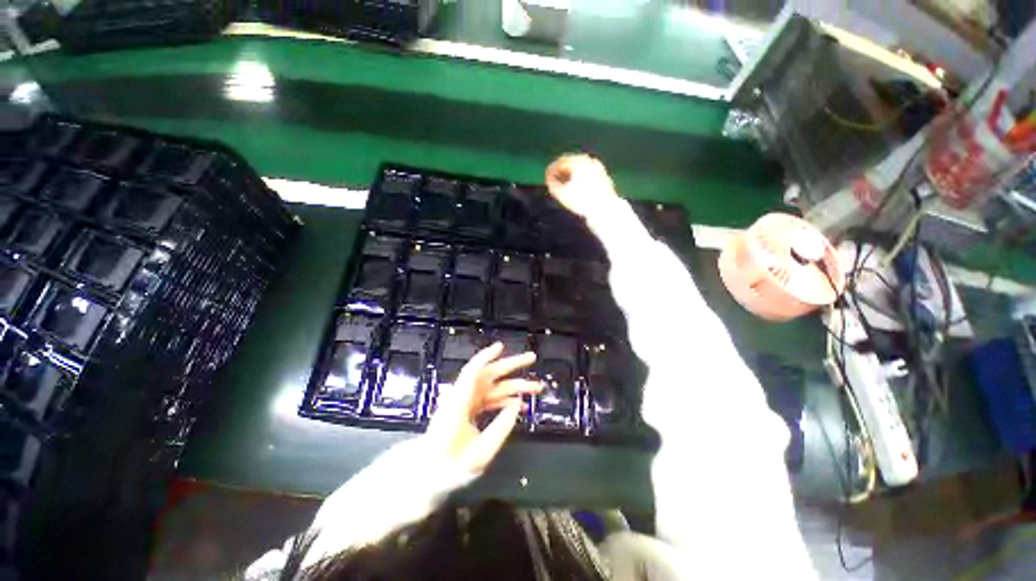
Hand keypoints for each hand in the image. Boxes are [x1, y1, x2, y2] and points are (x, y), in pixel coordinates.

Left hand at [426, 343, 540, 473]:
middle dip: (511, 365)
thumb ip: (500, 428)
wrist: (427, 476)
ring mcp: (465, 404)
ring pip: (493, 387)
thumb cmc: (449, 468)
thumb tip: (517, 404)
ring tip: (537, 387)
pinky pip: (490, 399)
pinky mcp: (468, 411)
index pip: (473, 372)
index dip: (486, 356)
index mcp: (459, 404)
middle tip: (532, 358)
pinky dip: (506, 399)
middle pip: (488, 374)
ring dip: (515, 385)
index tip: (501, 346)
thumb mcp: (479, 455)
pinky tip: (521, 404)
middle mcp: (462, 398)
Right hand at [545, 154, 618, 218]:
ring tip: (566, 184)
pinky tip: (578, 187)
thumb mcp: (562, 194)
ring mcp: (597, 167)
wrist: (604, 208)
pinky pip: (588, 172)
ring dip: (572, 173)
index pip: (560, 162)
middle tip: (554, 179)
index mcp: (577, 161)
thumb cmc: (581, 201)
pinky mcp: (603, 175)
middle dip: (562, 170)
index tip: (546, 178)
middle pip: (571, 162)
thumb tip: (549, 179)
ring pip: (581, 166)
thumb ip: (552, 184)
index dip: (551, 170)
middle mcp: (588, 160)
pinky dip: (581, 176)